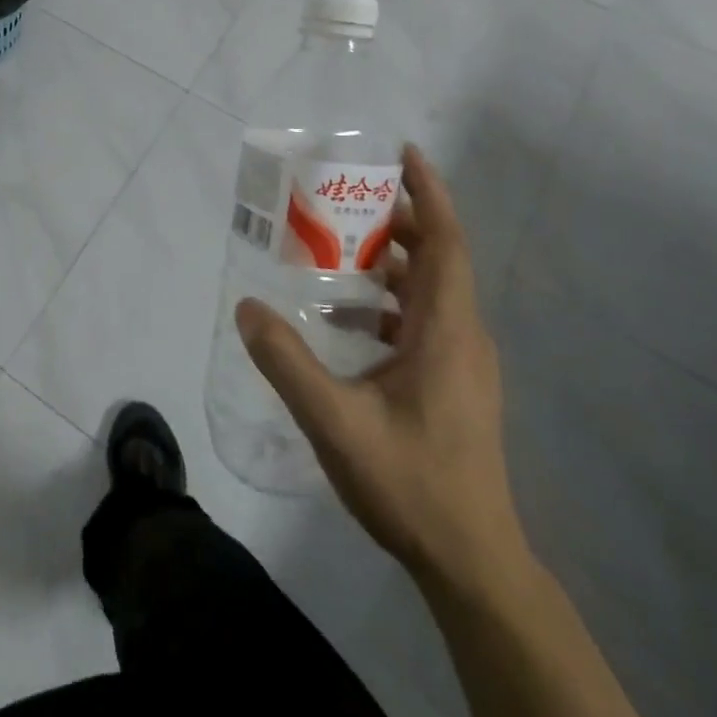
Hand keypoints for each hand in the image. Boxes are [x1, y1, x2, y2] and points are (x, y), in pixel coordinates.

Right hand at [237, 144, 523, 593]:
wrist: (470, 562)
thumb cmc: (411, 483)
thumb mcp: (335, 421)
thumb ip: (286, 361)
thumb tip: (246, 306)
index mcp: (447, 332)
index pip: (447, 244)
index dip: (430, 194)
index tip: (405, 154)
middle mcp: (462, 337)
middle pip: (438, 259)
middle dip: (397, 221)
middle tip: (343, 198)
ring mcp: (461, 364)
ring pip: (430, 292)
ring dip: (390, 262)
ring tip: (335, 247)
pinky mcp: (452, 386)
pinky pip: (422, 321)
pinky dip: (388, 301)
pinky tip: (345, 318)